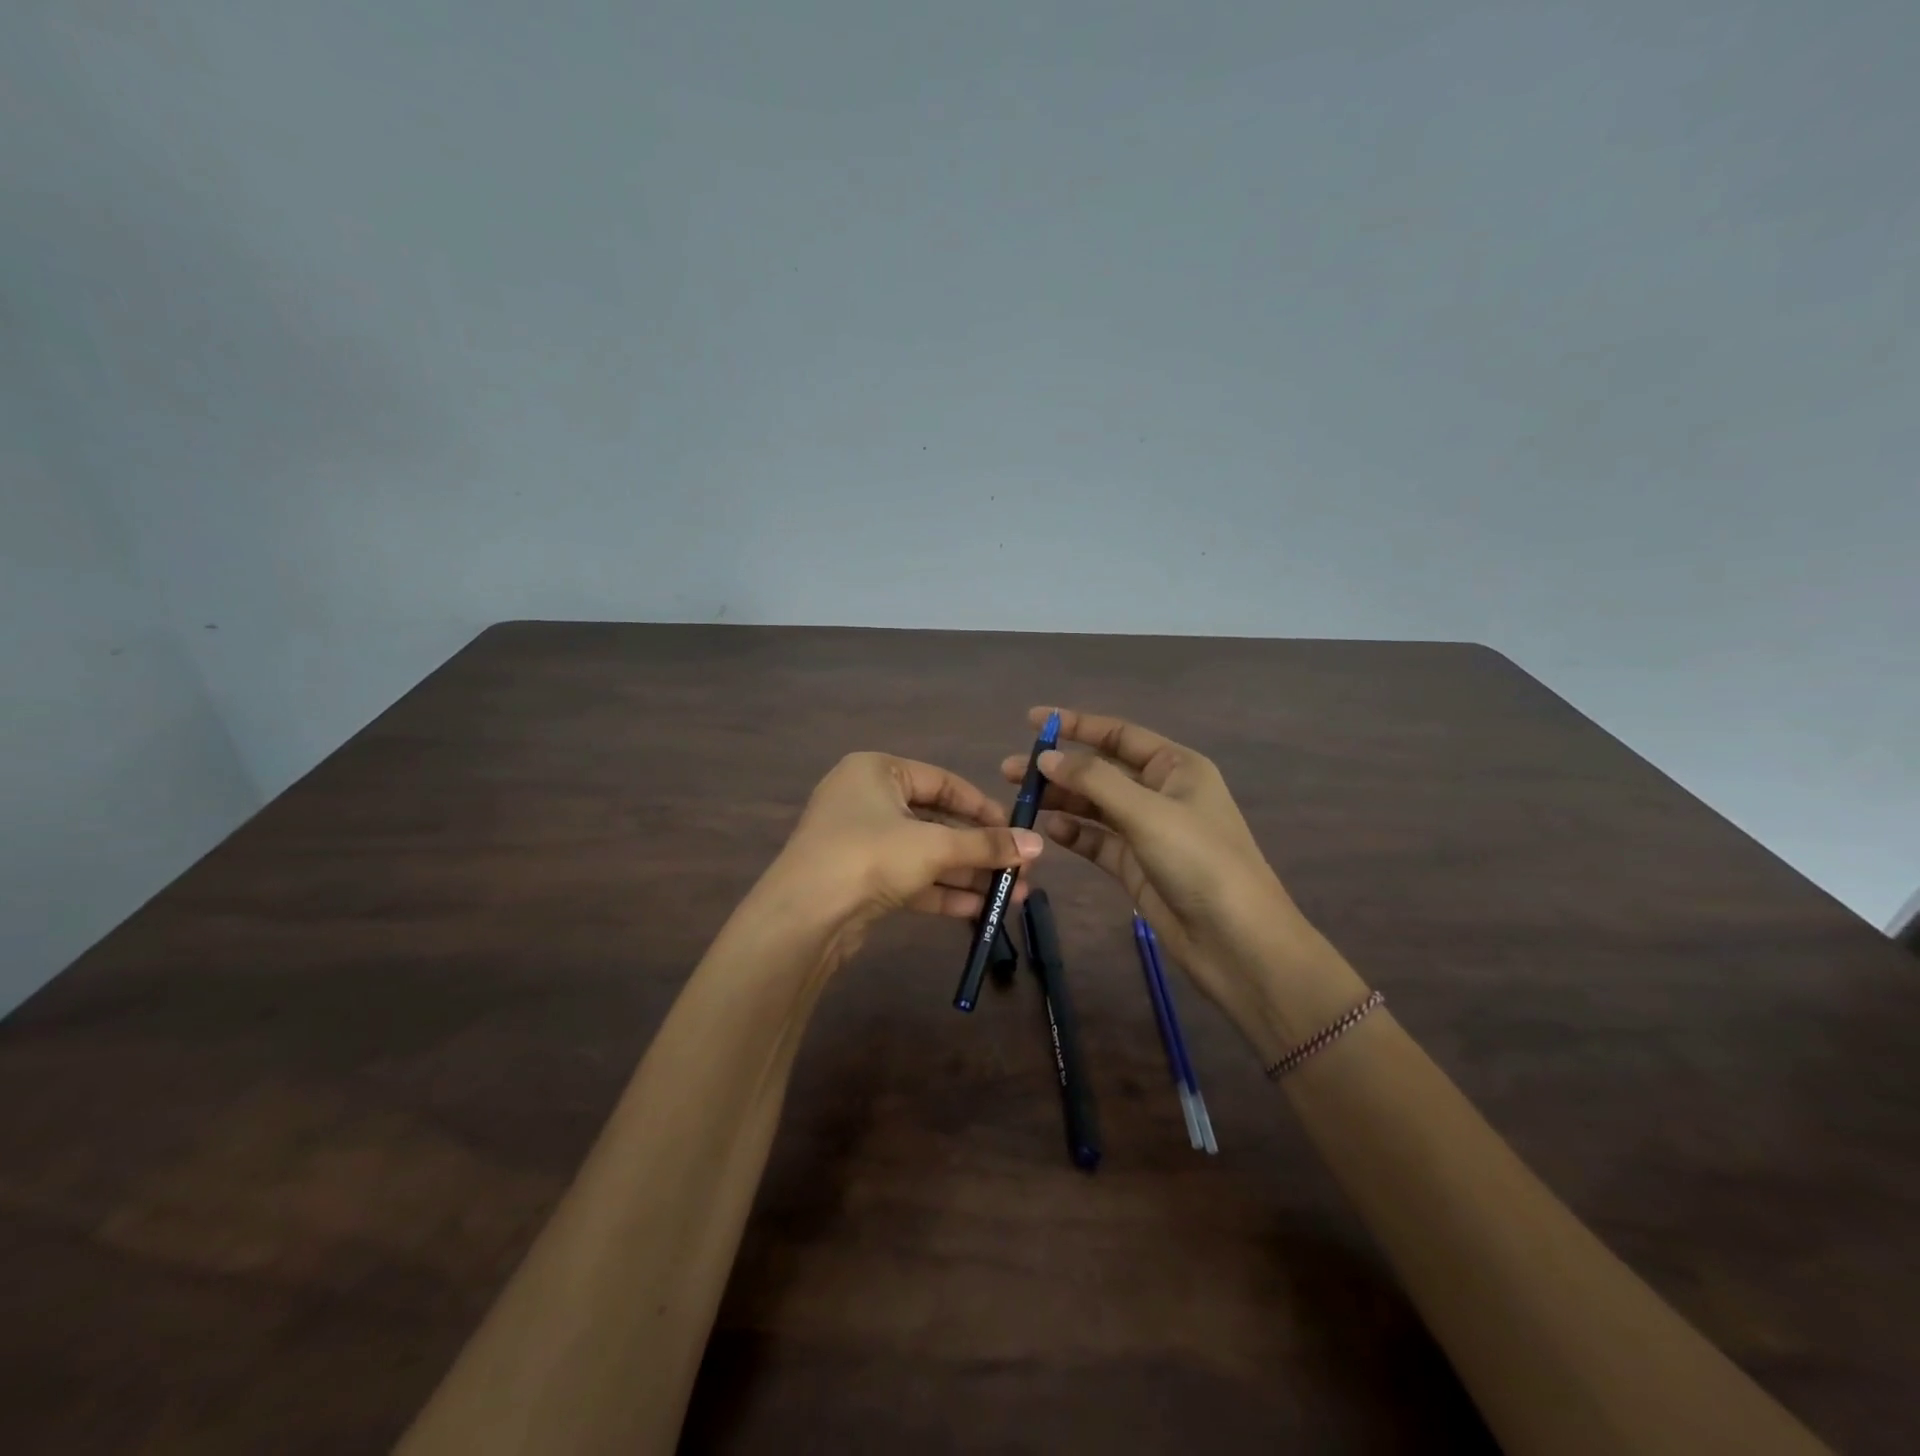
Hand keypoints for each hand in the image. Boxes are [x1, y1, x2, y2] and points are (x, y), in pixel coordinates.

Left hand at [763, 751, 1042, 963]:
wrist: (803, 917)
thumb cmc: (870, 857)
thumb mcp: (934, 846)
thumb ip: (985, 844)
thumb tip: (1037, 844)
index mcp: (877, 771)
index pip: (943, 782)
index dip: (983, 808)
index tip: (1017, 831)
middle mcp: (867, 799)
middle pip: (937, 821)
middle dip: (979, 850)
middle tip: (1019, 871)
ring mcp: (861, 842)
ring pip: (925, 854)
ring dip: (966, 875)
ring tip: (1011, 897)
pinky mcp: (859, 879)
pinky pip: (909, 878)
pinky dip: (941, 892)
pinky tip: (977, 910)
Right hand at [1002, 708, 1365, 1058]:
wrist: (1237, 943)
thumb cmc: (1200, 862)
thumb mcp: (1148, 813)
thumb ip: (1094, 781)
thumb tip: (1046, 757)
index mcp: (1177, 768)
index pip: (1119, 735)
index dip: (1076, 725)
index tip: (1033, 721)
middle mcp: (1161, 793)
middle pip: (1101, 770)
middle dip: (1059, 768)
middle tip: (1011, 771)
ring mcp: (1148, 831)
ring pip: (1095, 806)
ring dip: (1060, 800)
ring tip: (1020, 800)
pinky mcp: (1136, 866)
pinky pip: (1097, 840)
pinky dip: (1073, 832)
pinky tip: (1047, 828)